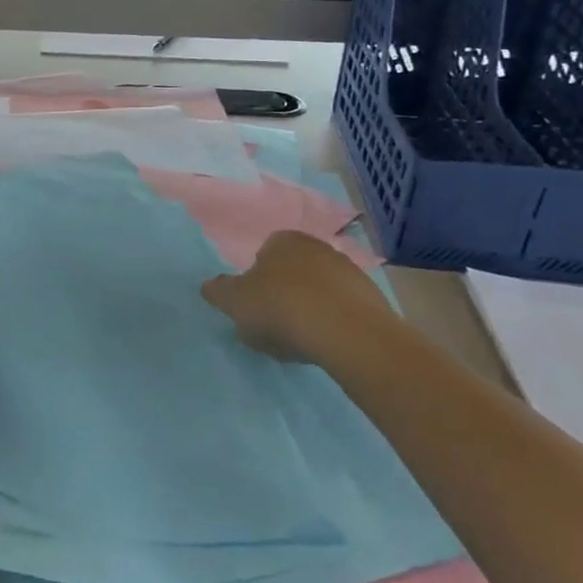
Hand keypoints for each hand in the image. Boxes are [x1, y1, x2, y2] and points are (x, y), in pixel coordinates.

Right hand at [202, 231, 396, 377]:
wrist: (348, 333)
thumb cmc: (281, 308)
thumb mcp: (235, 302)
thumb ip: (219, 291)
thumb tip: (210, 286)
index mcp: (283, 240)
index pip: (264, 253)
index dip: (256, 279)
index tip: (254, 304)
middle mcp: (318, 246)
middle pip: (293, 269)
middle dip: (285, 290)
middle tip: (275, 321)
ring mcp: (349, 270)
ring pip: (320, 288)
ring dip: (311, 306)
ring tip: (301, 338)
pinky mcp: (372, 298)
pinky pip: (343, 308)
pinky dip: (334, 321)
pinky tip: (326, 342)